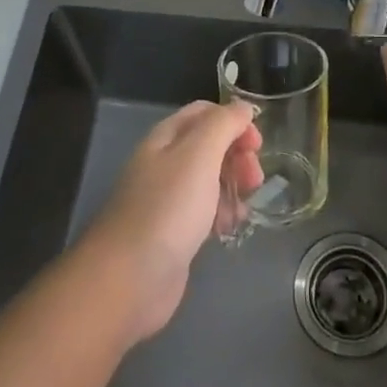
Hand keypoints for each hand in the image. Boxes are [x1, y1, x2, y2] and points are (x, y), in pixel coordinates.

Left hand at [80, 100, 263, 342]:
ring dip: (233, 185)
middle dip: (237, 156)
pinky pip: (204, 212)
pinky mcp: (173, 233)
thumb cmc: (168, 209)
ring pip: (209, 180)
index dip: (233, 121)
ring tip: (245, 205)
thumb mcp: (199, 155)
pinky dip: (222, 214)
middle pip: (209, 146)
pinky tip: (231, 227)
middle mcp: (164, 164)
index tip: (257, 144)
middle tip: (255, 178)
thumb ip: (223, 125)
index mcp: (165, 138)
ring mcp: (167, 199)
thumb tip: (243, 107)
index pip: (204, 113)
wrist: (129, 279)